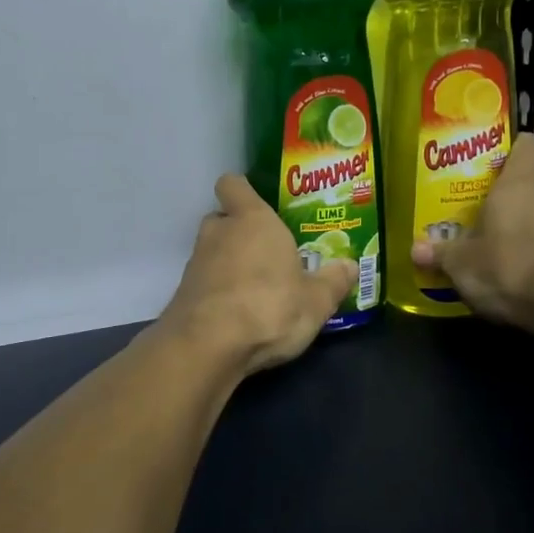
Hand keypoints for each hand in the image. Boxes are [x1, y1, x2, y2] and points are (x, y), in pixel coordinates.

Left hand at [160, 173, 357, 374]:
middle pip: (223, 219)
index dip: (243, 191)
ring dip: (229, 265)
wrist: (207, 347)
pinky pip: (204, 283)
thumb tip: (350, 266)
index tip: (260, 205)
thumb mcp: (316, 301)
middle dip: (240, 232)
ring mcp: (195, 263)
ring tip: (256, 289)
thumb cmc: (269, 307)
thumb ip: (333, 281)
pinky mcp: (183, 294)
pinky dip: (217, 293)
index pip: (233, 185)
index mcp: (252, 221)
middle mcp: (219, 233)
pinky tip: (237, 315)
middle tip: (268, 253)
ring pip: (212, 252)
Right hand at [411, 132, 533, 325]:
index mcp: (516, 186)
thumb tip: (414, 250)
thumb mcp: (462, 265)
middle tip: (518, 180)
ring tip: (518, 222)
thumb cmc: (508, 267)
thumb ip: (441, 254)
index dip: (518, 145)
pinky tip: (529, 255)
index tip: (501, 154)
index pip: (527, 146)